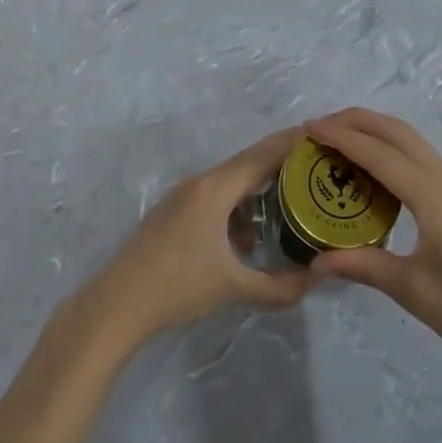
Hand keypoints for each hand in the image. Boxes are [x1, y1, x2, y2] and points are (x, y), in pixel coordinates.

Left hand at [70, 127, 316, 350]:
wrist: (117, 304)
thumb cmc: (177, 287)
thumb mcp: (234, 289)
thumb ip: (280, 287)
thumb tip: (318, 279)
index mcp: (216, 188)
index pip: (264, 154)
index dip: (294, 143)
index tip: (325, 137)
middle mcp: (200, 182)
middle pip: (249, 163)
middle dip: (283, 165)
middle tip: (319, 171)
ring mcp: (183, 196)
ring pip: (232, 182)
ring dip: (260, 189)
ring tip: (293, 205)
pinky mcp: (174, 212)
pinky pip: (216, 196)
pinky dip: (239, 206)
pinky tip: (250, 237)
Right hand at [306, 108, 441, 367]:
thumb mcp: (412, 290)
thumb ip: (365, 266)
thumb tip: (317, 260)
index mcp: (434, 196)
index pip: (379, 154)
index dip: (342, 137)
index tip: (310, 128)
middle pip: (400, 132)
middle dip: (359, 121)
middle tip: (323, 126)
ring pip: (417, 144)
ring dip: (380, 135)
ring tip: (346, 145)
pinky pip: (429, 163)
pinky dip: (399, 155)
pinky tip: (385, 179)